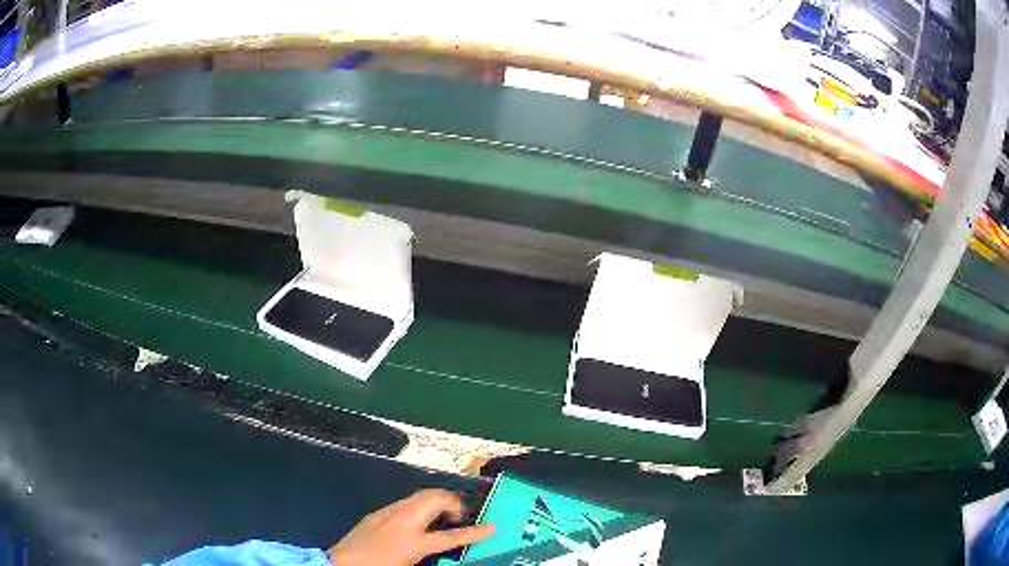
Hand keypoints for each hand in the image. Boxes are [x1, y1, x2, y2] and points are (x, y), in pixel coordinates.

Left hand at [328, 489, 494, 564]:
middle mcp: (402, 521)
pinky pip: (405, 504)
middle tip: (460, 517)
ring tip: (442, 518)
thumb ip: (431, 554)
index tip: (492, 527)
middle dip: (453, 502)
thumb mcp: (412, 563)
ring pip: (419, 497)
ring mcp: (388, 514)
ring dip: (435, 502)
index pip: (452, 536)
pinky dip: (419, 507)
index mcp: (414, 541)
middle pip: (434, 499)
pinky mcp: (377, 514)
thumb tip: (442, 544)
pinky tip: (417, 522)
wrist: (342, 564)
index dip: (475, 532)